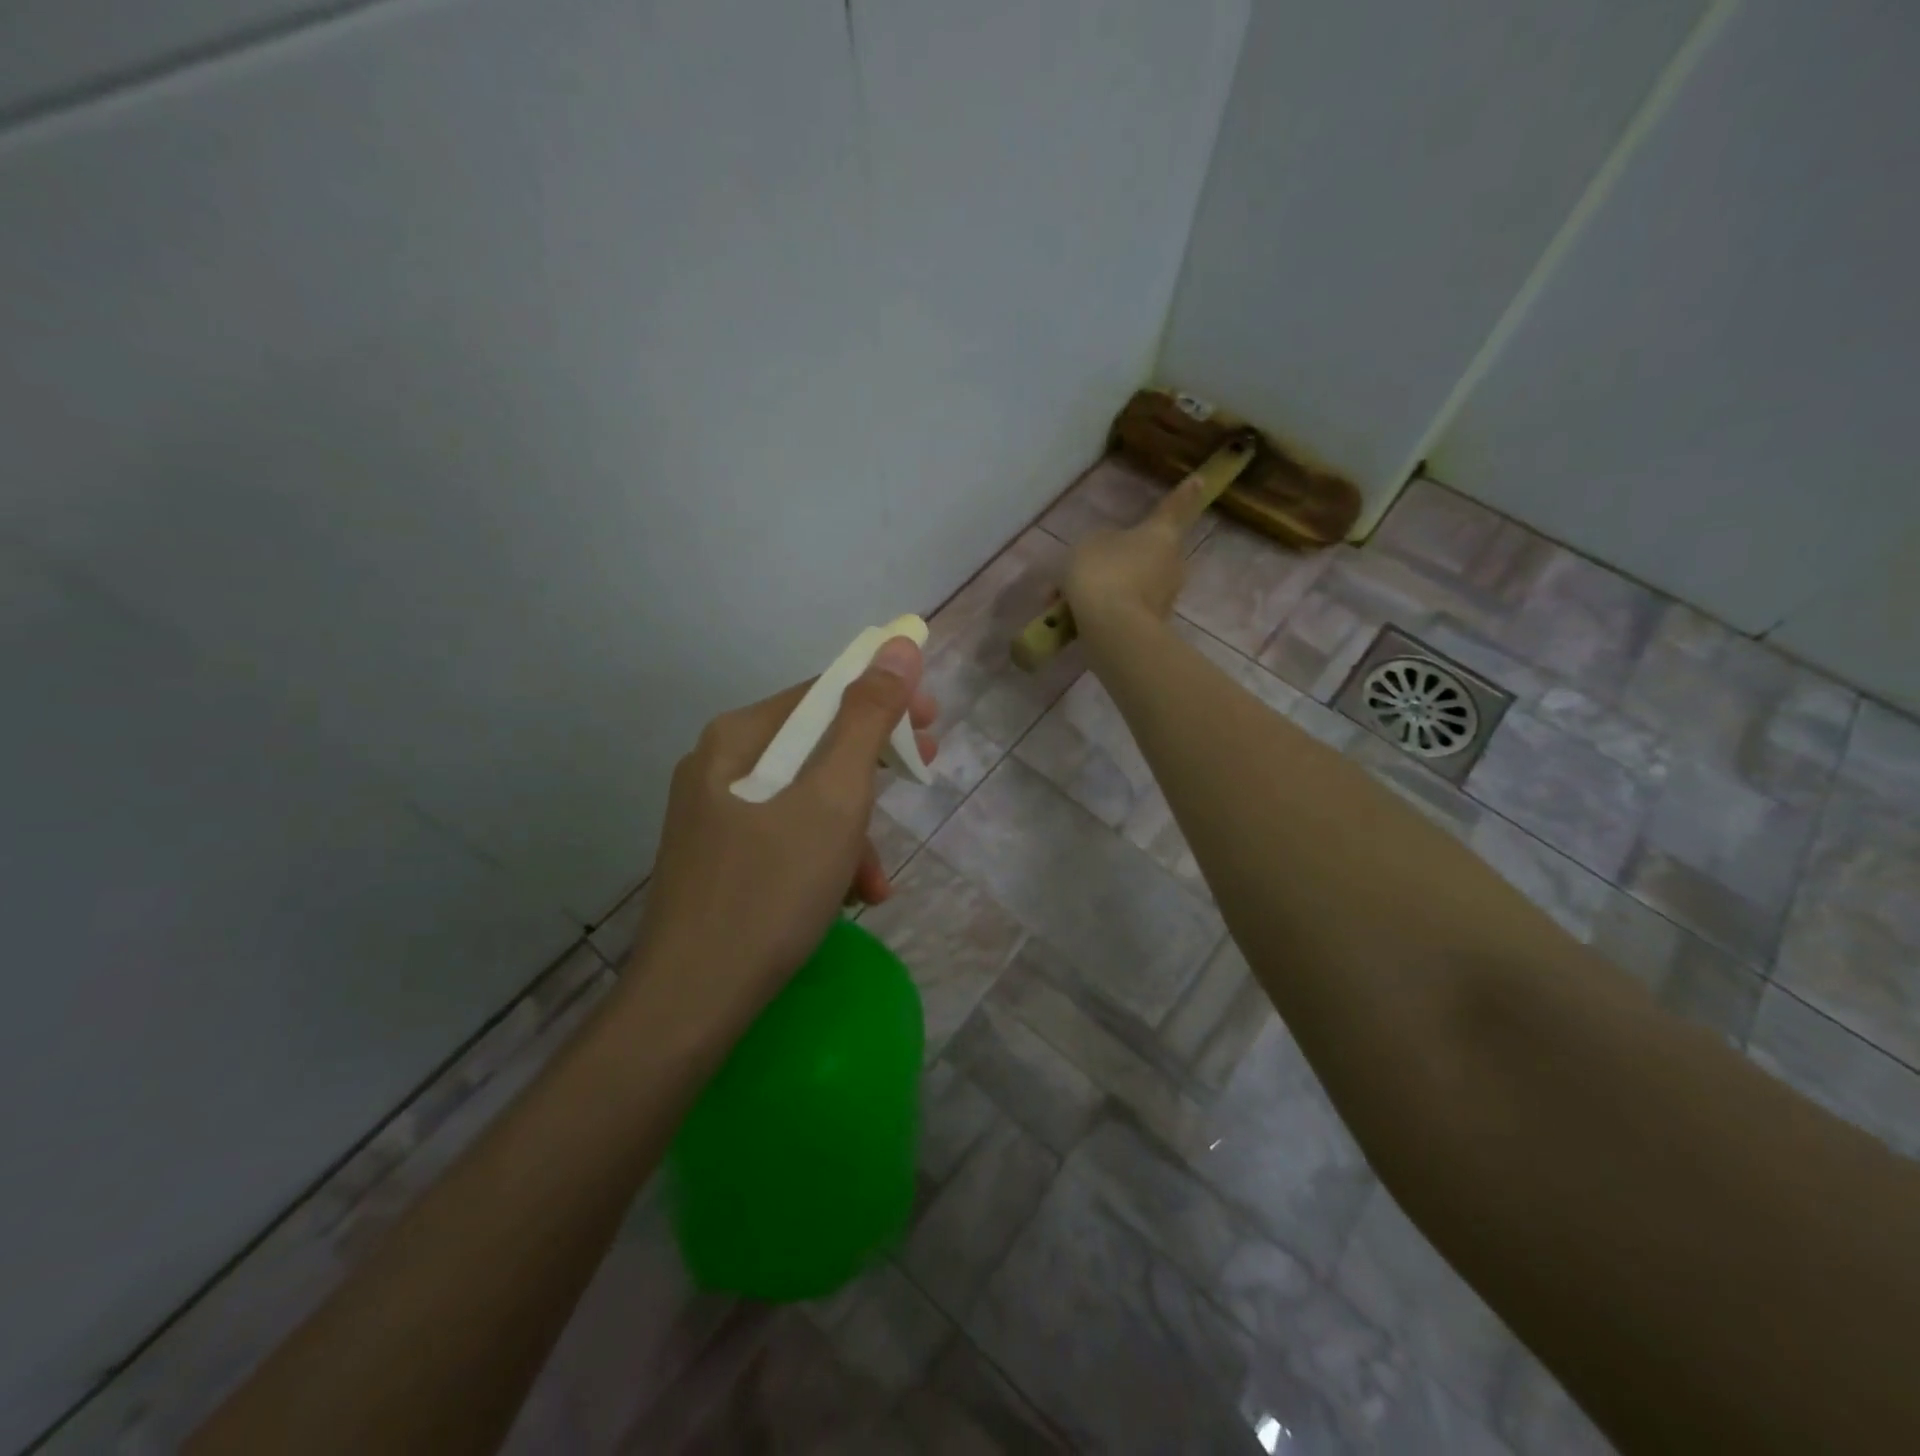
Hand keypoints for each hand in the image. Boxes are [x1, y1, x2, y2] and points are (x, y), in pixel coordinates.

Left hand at [628, 637, 937, 1024]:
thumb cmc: (771, 890)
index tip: (933, 726)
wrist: (691, 1003)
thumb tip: (898, 645)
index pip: (824, 693)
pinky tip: (849, 899)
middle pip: (815, 745)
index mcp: (738, 738)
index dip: (884, 700)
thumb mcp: (834, 799)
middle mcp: (718, 765)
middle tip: (924, 775)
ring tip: (877, 879)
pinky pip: (785, 837)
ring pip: (805, 798)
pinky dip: (823, 858)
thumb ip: (868, 719)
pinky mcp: (719, 860)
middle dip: (874, 768)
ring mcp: (714, 816)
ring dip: (853, 830)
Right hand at [1061, 467, 1216, 634]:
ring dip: (1105, 589)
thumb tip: (1109, 554)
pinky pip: (1124, 610)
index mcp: (1161, 534)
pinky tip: (1075, 618)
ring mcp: (1164, 598)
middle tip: (1087, 567)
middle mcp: (1171, 564)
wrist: (1113, 630)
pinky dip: (1104, 611)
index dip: (1184, 494)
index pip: (1173, 509)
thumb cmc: (1103, 574)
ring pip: (1131, 585)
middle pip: (1147, 554)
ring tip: (1067, 599)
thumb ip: (1101, 543)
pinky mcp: (1152, 625)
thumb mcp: (1089, 546)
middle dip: (1119, 560)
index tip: (1200, 480)